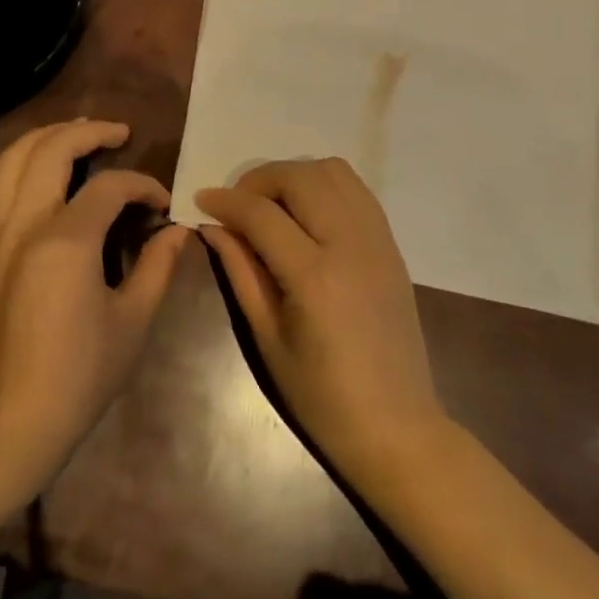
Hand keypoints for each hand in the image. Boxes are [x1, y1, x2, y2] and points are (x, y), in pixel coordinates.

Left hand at [0, 119, 190, 533]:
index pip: (109, 186)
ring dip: (47, 138)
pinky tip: (46, 176)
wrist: (11, 420)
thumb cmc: (80, 376)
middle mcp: (24, 224)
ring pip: (13, 158)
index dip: (142, 186)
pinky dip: (23, 164)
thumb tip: (180, 232)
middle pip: (50, 149)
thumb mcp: (133, 322)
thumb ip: (157, 267)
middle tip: (119, 133)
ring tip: (79, 136)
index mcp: (65, 242)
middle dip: (88, 132)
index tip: (163, 205)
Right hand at [197, 158, 445, 486]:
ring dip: (295, 176)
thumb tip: (213, 227)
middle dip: (259, 180)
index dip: (225, 201)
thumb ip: (241, 272)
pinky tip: (307, 214)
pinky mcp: (392, 245)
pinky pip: (356, 191)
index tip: (202, 200)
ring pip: (333, 172)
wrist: (396, 426)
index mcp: (315, 276)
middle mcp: (351, 245)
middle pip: (300, 177)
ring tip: (273, 205)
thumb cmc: (321, 396)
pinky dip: (325, 186)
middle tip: (238, 205)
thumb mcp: (267, 338)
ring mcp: (377, 241)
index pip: (262, 214)